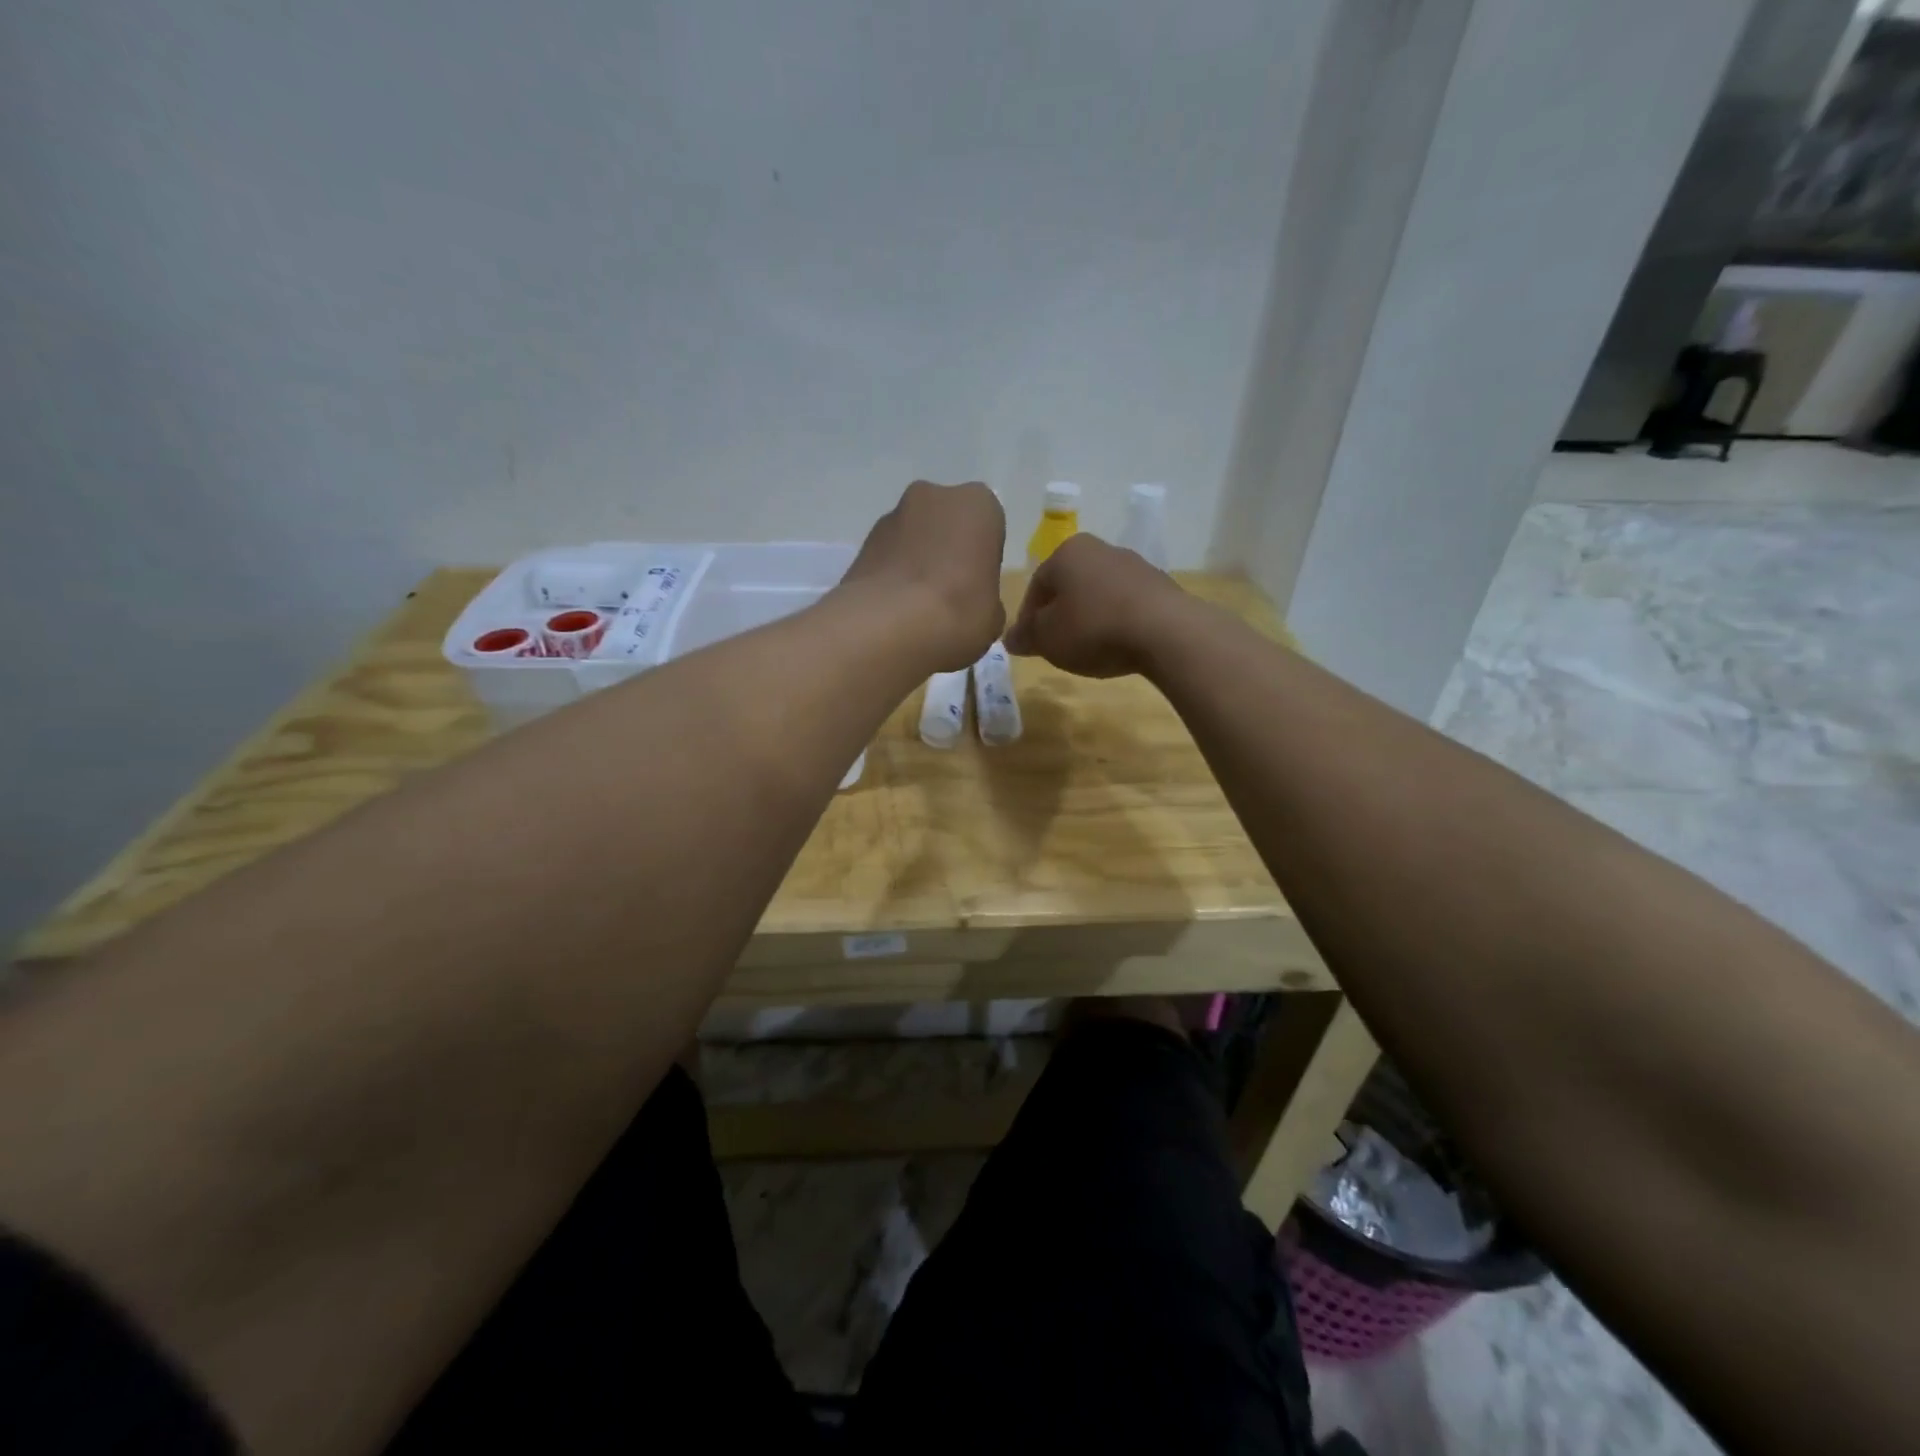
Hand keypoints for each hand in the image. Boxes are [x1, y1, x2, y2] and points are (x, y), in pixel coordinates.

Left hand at [841, 480, 1006, 670]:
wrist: (889, 625)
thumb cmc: (958, 612)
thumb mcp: (993, 616)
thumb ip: (987, 599)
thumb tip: (976, 604)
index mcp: (978, 505)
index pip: (988, 525)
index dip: (982, 556)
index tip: (978, 585)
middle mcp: (934, 496)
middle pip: (946, 522)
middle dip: (947, 549)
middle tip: (950, 592)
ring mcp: (892, 515)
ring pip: (914, 536)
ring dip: (917, 560)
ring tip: (918, 604)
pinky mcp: (862, 541)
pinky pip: (888, 555)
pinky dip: (893, 574)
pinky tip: (895, 608)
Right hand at [1005, 534, 1185, 677]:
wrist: (1165, 632)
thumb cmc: (1093, 628)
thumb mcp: (1047, 638)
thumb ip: (1026, 636)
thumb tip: (1011, 638)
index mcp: (1067, 552)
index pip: (1036, 586)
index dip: (1028, 618)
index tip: (1030, 644)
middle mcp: (1100, 549)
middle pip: (1069, 586)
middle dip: (1060, 615)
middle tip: (1057, 646)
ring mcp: (1134, 565)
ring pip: (1099, 593)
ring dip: (1089, 618)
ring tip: (1089, 649)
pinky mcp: (1160, 585)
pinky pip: (1126, 604)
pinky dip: (1116, 621)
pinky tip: (1118, 645)